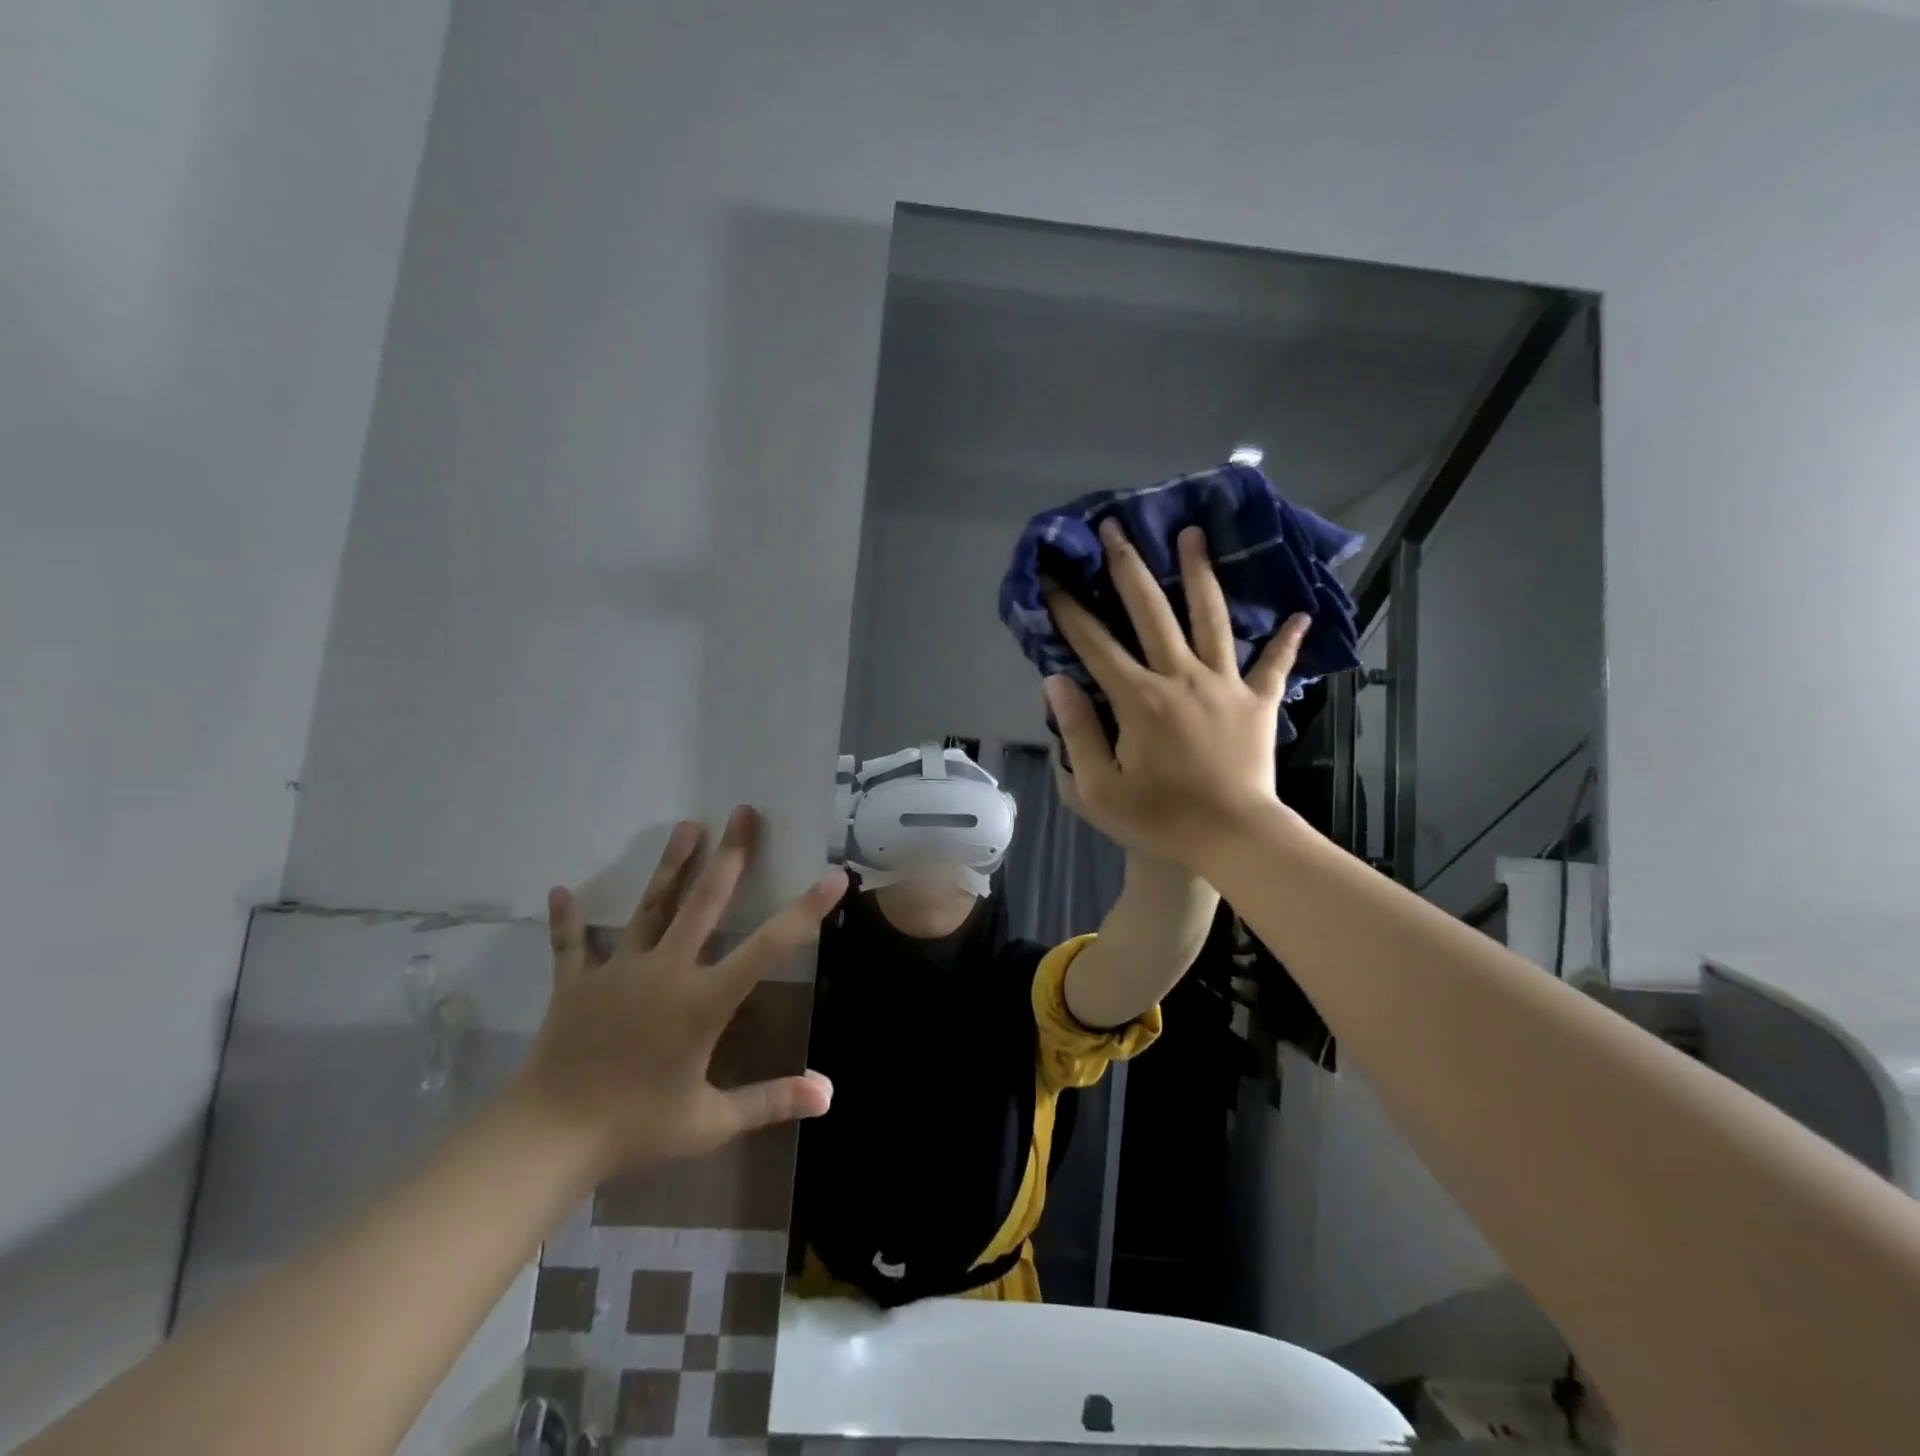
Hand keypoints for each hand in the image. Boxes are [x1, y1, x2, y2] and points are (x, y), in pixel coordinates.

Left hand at [512, 807, 844, 1177]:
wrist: (547, 1139)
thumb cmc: (635, 1128)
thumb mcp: (709, 1122)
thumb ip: (770, 1101)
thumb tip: (828, 1094)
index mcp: (703, 1000)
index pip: (768, 947)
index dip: (805, 910)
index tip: (833, 876)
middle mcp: (666, 971)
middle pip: (704, 903)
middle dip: (730, 856)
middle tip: (744, 812)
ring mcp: (618, 972)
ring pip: (650, 908)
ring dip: (670, 865)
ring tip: (687, 826)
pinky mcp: (577, 984)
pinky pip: (572, 945)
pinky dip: (568, 920)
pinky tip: (560, 891)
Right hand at [1042, 519, 1309, 871]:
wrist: (1233, 838)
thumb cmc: (1159, 818)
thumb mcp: (1098, 789)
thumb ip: (1076, 732)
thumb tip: (1056, 681)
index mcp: (1138, 699)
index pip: (1094, 644)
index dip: (1068, 609)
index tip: (1051, 577)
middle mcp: (1181, 677)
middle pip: (1151, 611)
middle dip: (1129, 566)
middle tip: (1116, 526)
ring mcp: (1225, 685)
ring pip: (1211, 618)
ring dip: (1200, 574)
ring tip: (1193, 534)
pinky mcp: (1258, 702)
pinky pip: (1274, 665)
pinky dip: (1285, 641)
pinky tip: (1299, 614)